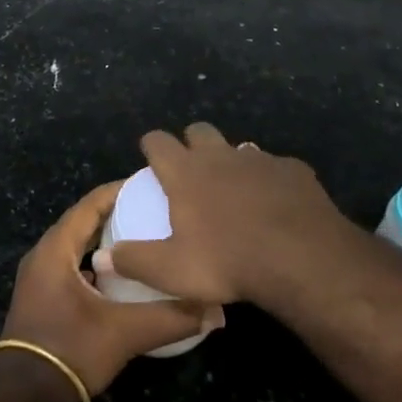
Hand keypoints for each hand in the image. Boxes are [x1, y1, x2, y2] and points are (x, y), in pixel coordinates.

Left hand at [0, 180, 223, 401]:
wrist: (21, 400)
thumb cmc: (69, 351)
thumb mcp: (125, 333)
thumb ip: (171, 318)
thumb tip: (216, 311)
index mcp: (56, 247)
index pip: (91, 204)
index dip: (120, 191)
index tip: (150, 185)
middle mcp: (43, 254)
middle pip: (83, 221)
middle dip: (116, 213)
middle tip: (152, 211)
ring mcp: (38, 277)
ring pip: (76, 245)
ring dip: (105, 240)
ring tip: (142, 240)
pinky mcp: (41, 298)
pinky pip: (71, 265)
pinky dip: (95, 262)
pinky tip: (120, 277)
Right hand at [102, 122, 348, 306]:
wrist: (301, 257)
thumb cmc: (228, 262)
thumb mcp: (173, 271)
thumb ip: (135, 261)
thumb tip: (100, 257)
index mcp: (186, 172)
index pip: (158, 141)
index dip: (152, 144)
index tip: (151, 154)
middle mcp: (219, 155)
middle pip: (199, 130)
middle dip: (192, 142)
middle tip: (192, 169)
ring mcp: (258, 159)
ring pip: (238, 148)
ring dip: (232, 161)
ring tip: (235, 190)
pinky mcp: (292, 169)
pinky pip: (275, 167)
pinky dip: (270, 180)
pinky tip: (276, 204)